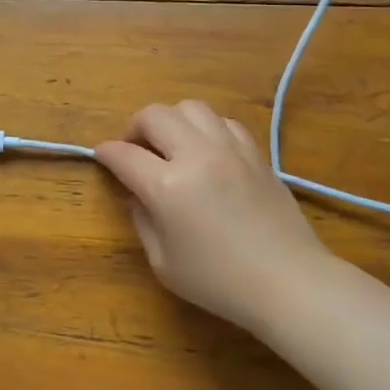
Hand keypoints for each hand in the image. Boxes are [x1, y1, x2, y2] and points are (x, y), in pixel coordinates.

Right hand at [95, 101, 330, 331]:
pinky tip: (206, 151)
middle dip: (135, 127)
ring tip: (170, 145)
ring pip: (191, 108)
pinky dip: (206, 128)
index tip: (101, 156)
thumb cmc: (219, 282)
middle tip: (134, 150)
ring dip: (172, 121)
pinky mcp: (256, 154)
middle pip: (155, 115)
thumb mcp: (164, 262)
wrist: (288, 282)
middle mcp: (197, 156)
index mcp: (168, 187)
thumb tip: (136, 195)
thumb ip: (143, 221)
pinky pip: (224, 122)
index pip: (124, 155)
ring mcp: (230, 150)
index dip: (106, 153)